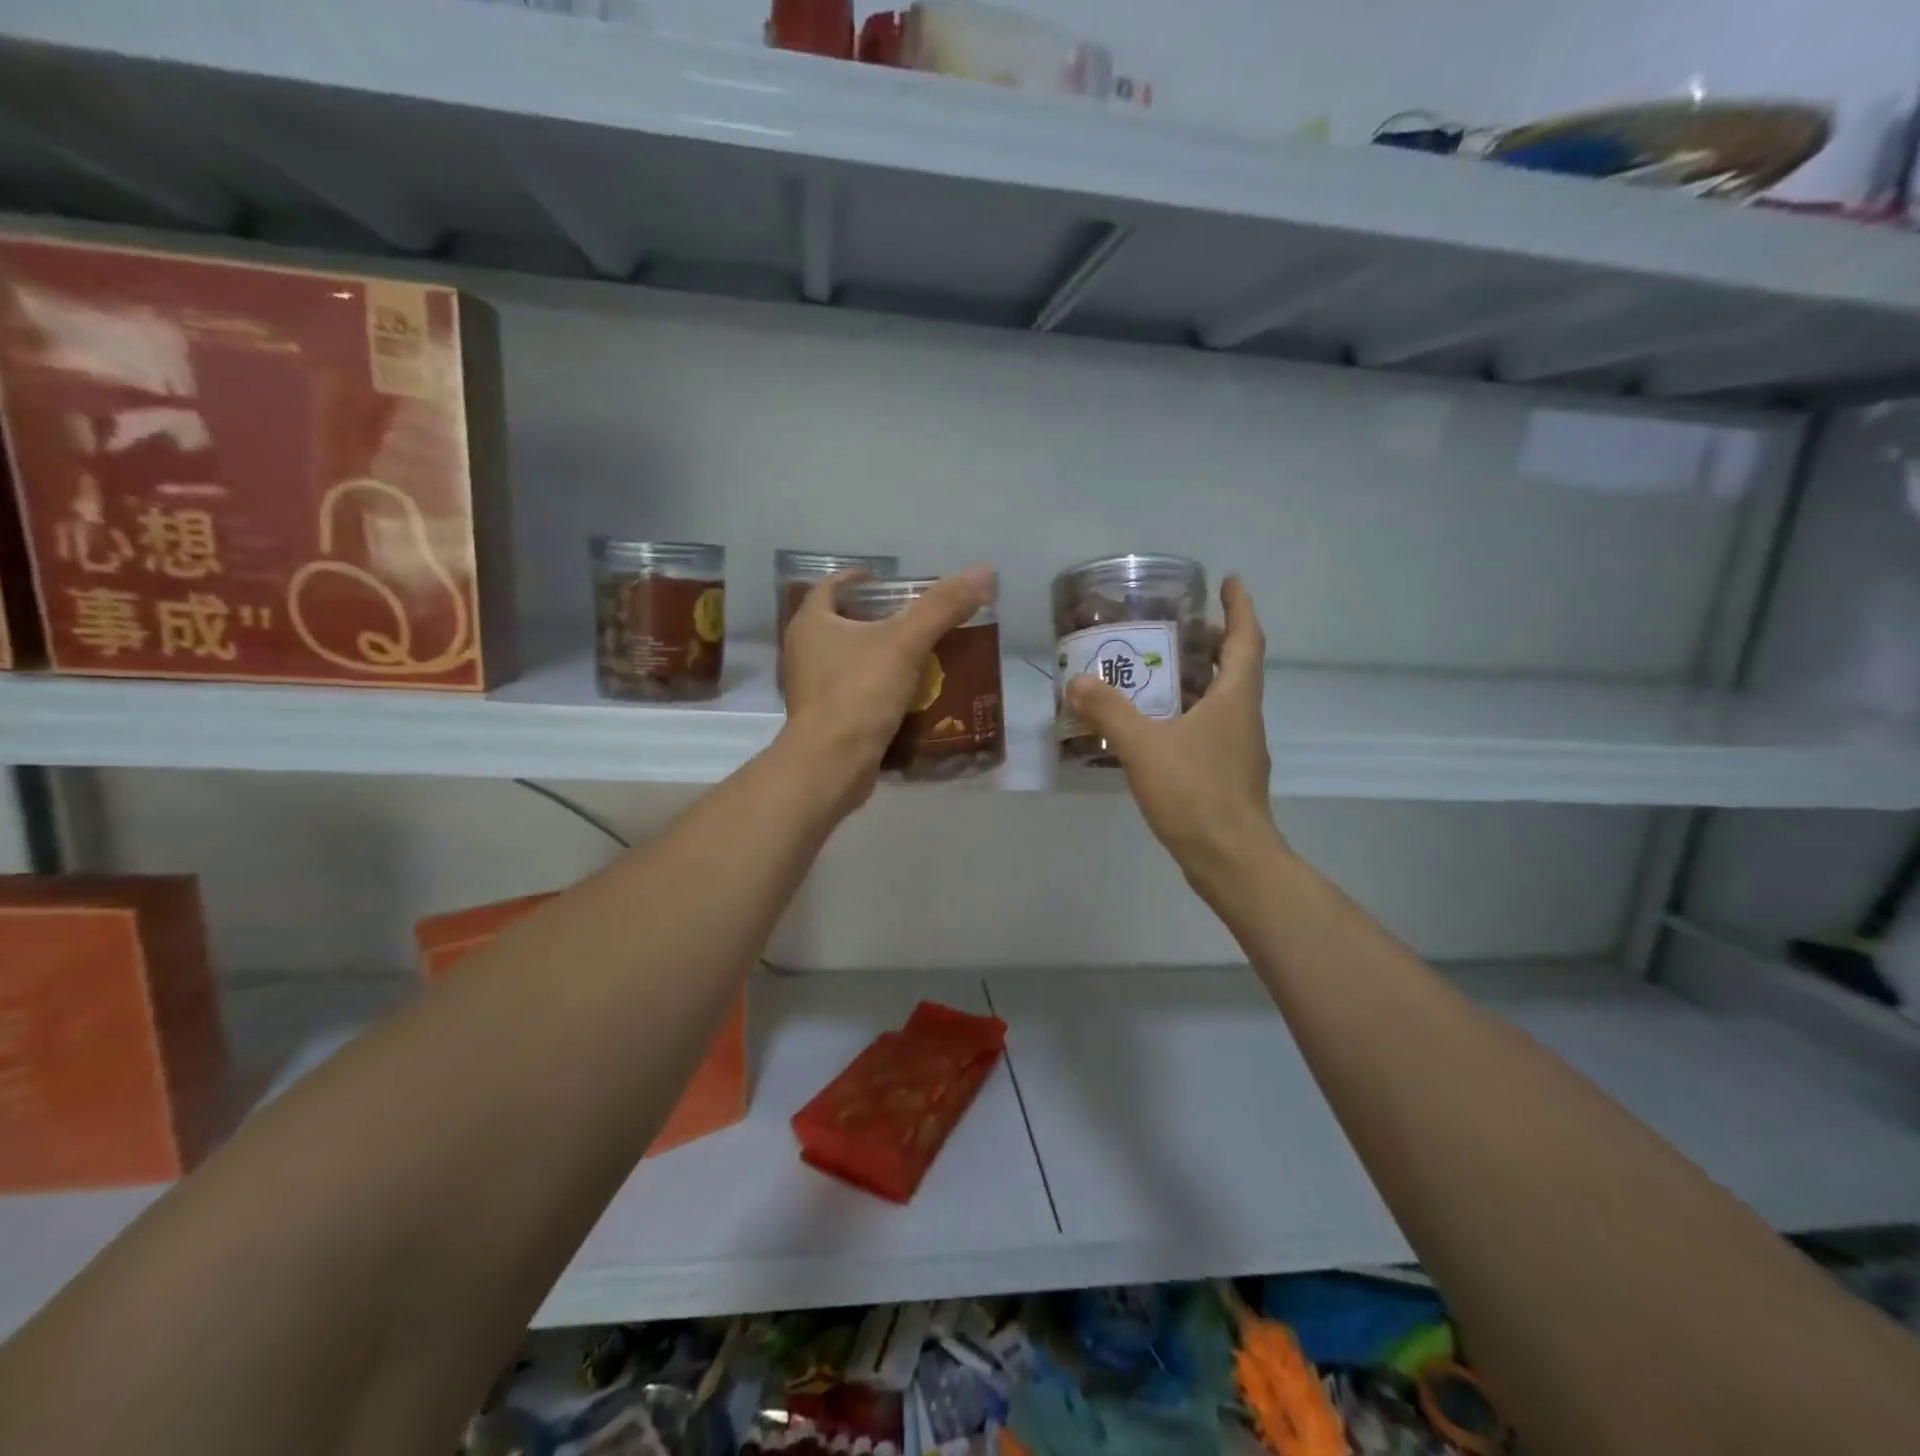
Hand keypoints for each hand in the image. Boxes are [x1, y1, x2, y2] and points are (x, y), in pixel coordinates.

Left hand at [781, 566, 993, 816]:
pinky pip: (856, 693)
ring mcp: (812, 688)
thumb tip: (983, 573)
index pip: (834, 586)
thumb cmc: (859, 693)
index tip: (894, 583)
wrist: (831, 765)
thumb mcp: (905, 643)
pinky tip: (910, 695)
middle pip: (844, 622)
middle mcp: (804, 651)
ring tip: (921, 655)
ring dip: (882, 656)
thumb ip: (942, 607)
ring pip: (851, 660)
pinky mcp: (825, 719)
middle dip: (880, 619)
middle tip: (917, 619)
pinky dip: (880, 689)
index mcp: (811, 622)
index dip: (863, 579)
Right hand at [1064, 576, 1283, 897]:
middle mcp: (1244, 717)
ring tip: (1160, 670)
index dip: (1239, 607)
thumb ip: (1109, 712)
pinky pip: (1210, 728)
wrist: (1230, 859)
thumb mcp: (1143, 747)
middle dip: (1212, 642)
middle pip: (1236, 667)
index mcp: (1235, 698)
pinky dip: (1189, 714)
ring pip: (1223, 700)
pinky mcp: (1228, 774)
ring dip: (1199, 680)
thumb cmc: (1195, 793)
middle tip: (1178, 628)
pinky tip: (1157, 726)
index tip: (1230, 582)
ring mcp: (1239, 748)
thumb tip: (1078, 680)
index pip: (1245, 639)